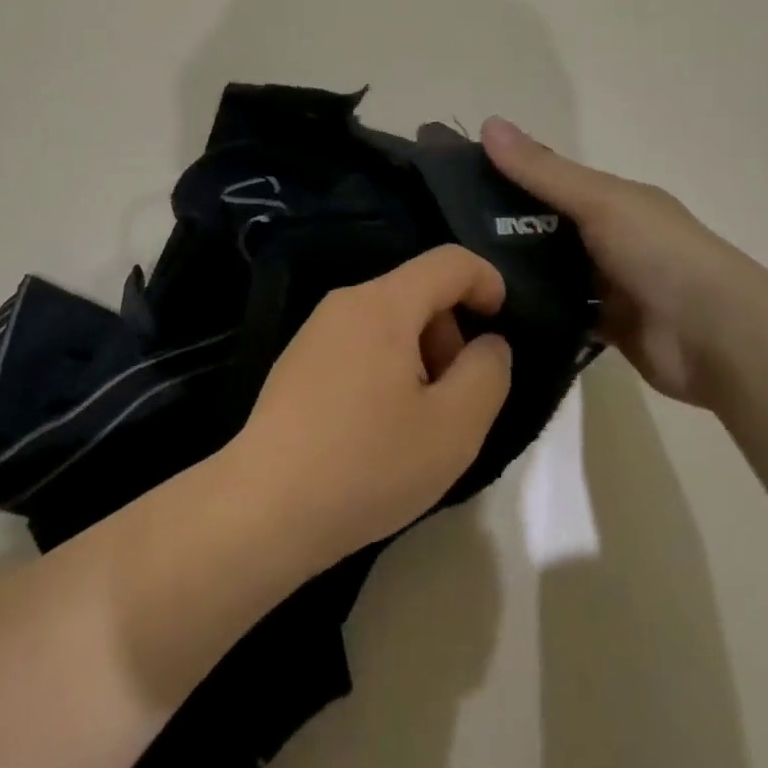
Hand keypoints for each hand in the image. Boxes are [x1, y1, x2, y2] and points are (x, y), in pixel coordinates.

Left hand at [224, 246, 513, 571]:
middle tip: (456, 401)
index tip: (503, 326)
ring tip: (418, 424)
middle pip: (418, 293)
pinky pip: (360, 344)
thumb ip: (487, 374)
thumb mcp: (453, 428)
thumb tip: (489, 344)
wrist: (264, 506)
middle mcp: (347, 302)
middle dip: (451, 335)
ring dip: (420, 357)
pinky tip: (378, 430)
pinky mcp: (299, 360)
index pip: (449, 262)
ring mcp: (316, 329)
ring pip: (389, 321)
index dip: (487, 281)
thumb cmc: (367, 463)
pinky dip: (387, 369)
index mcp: (384, 303)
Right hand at [482, 118, 767, 408]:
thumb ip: (543, 170)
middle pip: (547, 227)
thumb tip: (487, 122)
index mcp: (613, 199)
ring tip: (459, 273)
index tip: (453, 182)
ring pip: (551, 271)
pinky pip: (562, 312)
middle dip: (503, 228)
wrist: (721, 339)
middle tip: (444, 235)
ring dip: (517, 272)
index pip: (550, 180)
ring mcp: (610, 284)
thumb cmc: (660, 253)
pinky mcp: (608, 326)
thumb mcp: (598, 200)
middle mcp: (611, 236)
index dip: (506, 176)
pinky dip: (535, 310)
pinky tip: (492, 311)